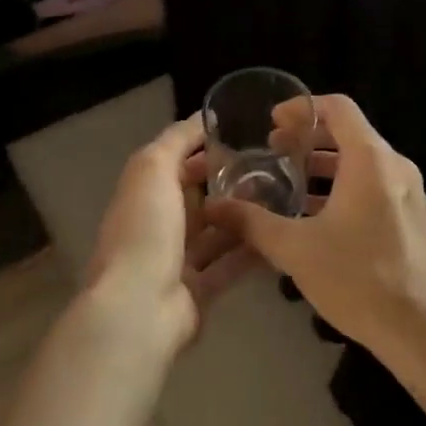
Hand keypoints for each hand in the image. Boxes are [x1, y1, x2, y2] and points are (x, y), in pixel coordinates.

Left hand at [82, 113, 260, 354]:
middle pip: (198, 199)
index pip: (175, 164)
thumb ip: (176, 140)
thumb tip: (203, 117)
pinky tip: (280, 236)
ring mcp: (177, 261)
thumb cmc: (145, 230)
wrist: (140, 308)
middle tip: (274, 169)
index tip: (245, 137)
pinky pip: (229, 266)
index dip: (205, 149)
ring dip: (244, 218)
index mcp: (143, 195)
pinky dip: (251, 252)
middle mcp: (158, 226)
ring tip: (284, 198)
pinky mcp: (199, 291)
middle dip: (230, 184)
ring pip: (216, 233)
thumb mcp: (153, 168)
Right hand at [204, 95, 425, 361]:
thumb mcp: (295, 249)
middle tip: (272, 151)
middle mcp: (395, 166)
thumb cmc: (358, 279)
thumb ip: (252, 222)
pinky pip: (374, 186)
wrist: (421, 331)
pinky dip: (343, 188)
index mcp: (370, 160)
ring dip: (324, 166)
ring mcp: (408, 193)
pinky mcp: (412, 217)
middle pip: (349, 133)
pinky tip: (315, 216)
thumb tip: (213, 207)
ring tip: (287, 182)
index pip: (338, 108)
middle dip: (309, 138)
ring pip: (361, 162)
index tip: (272, 122)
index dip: (302, 108)